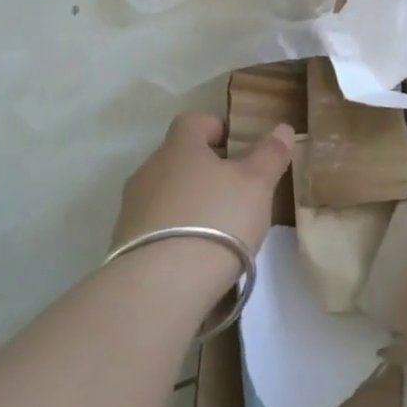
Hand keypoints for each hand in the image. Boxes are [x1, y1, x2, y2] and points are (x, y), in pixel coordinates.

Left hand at [114, 114, 292, 296]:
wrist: (161, 285)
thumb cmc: (217, 219)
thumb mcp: (256, 184)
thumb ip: (270, 154)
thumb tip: (283, 128)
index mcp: (179, 147)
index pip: (192, 122)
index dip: (215, 128)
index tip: (236, 147)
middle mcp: (149, 170)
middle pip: (177, 158)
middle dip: (203, 169)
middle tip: (233, 190)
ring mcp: (131, 208)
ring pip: (164, 193)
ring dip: (187, 202)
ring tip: (216, 228)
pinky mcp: (123, 243)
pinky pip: (153, 226)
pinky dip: (173, 232)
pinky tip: (193, 255)